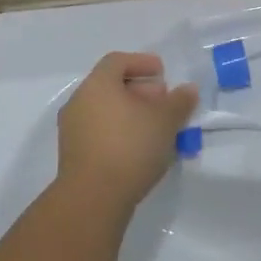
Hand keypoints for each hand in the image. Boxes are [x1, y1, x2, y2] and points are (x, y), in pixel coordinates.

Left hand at [56, 52, 198, 216]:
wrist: (92, 200)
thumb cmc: (130, 147)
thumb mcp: (165, 121)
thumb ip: (179, 101)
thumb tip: (188, 89)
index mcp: (97, 85)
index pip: (117, 61)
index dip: (142, 62)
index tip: (162, 73)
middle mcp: (79, 101)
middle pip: (111, 85)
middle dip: (140, 89)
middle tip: (163, 101)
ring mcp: (72, 130)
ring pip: (105, 110)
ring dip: (131, 113)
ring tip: (156, 128)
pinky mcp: (73, 155)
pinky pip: (99, 131)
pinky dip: (119, 131)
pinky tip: (140, 148)